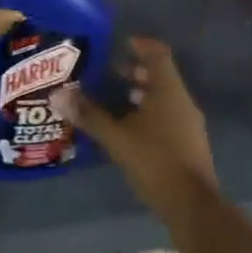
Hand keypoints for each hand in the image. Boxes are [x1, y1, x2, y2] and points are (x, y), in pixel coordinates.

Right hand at [53, 37, 218, 222]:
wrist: (193, 208)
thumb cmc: (156, 162)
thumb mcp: (117, 138)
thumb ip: (89, 115)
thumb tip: (57, 94)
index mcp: (169, 91)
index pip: (158, 54)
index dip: (140, 45)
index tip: (120, 44)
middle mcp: (182, 102)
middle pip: (160, 75)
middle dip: (135, 71)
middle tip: (109, 73)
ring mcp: (188, 124)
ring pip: (163, 97)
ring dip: (141, 93)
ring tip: (114, 99)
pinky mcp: (188, 144)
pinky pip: (166, 116)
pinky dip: (147, 113)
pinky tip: (127, 128)